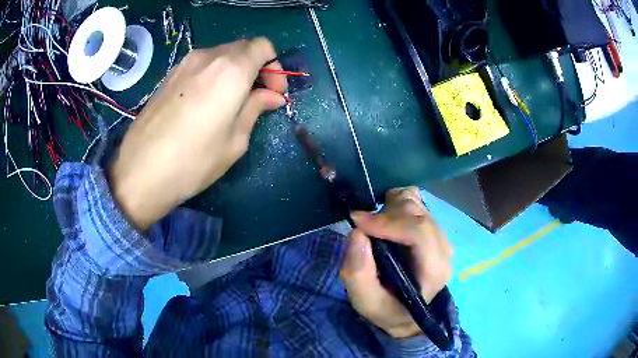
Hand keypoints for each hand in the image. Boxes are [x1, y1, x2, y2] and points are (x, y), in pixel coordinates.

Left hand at [109, 38, 287, 229]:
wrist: (140, 172)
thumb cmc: (193, 161)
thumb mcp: (235, 140)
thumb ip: (256, 108)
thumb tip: (271, 95)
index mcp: (231, 69)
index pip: (263, 46)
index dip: (274, 66)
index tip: (273, 92)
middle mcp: (208, 57)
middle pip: (243, 48)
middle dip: (257, 68)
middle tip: (256, 98)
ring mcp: (185, 64)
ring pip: (221, 56)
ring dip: (235, 72)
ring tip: (231, 103)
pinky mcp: (169, 75)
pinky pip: (202, 66)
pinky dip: (214, 76)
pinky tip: (207, 103)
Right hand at [342, 187, 452, 338]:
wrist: (405, 312)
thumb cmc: (387, 309)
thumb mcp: (366, 302)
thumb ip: (359, 273)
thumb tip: (357, 233)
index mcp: (434, 270)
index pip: (419, 232)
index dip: (387, 221)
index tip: (357, 222)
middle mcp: (443, 248)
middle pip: (417, 213)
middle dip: (385, 216)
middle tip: (364, 231)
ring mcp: (439, 235)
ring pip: (415, 203)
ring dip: (389, 210)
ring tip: (376, 229)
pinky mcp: (432, 228)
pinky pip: (414, 202)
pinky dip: (395, 205)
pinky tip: (387, 223)